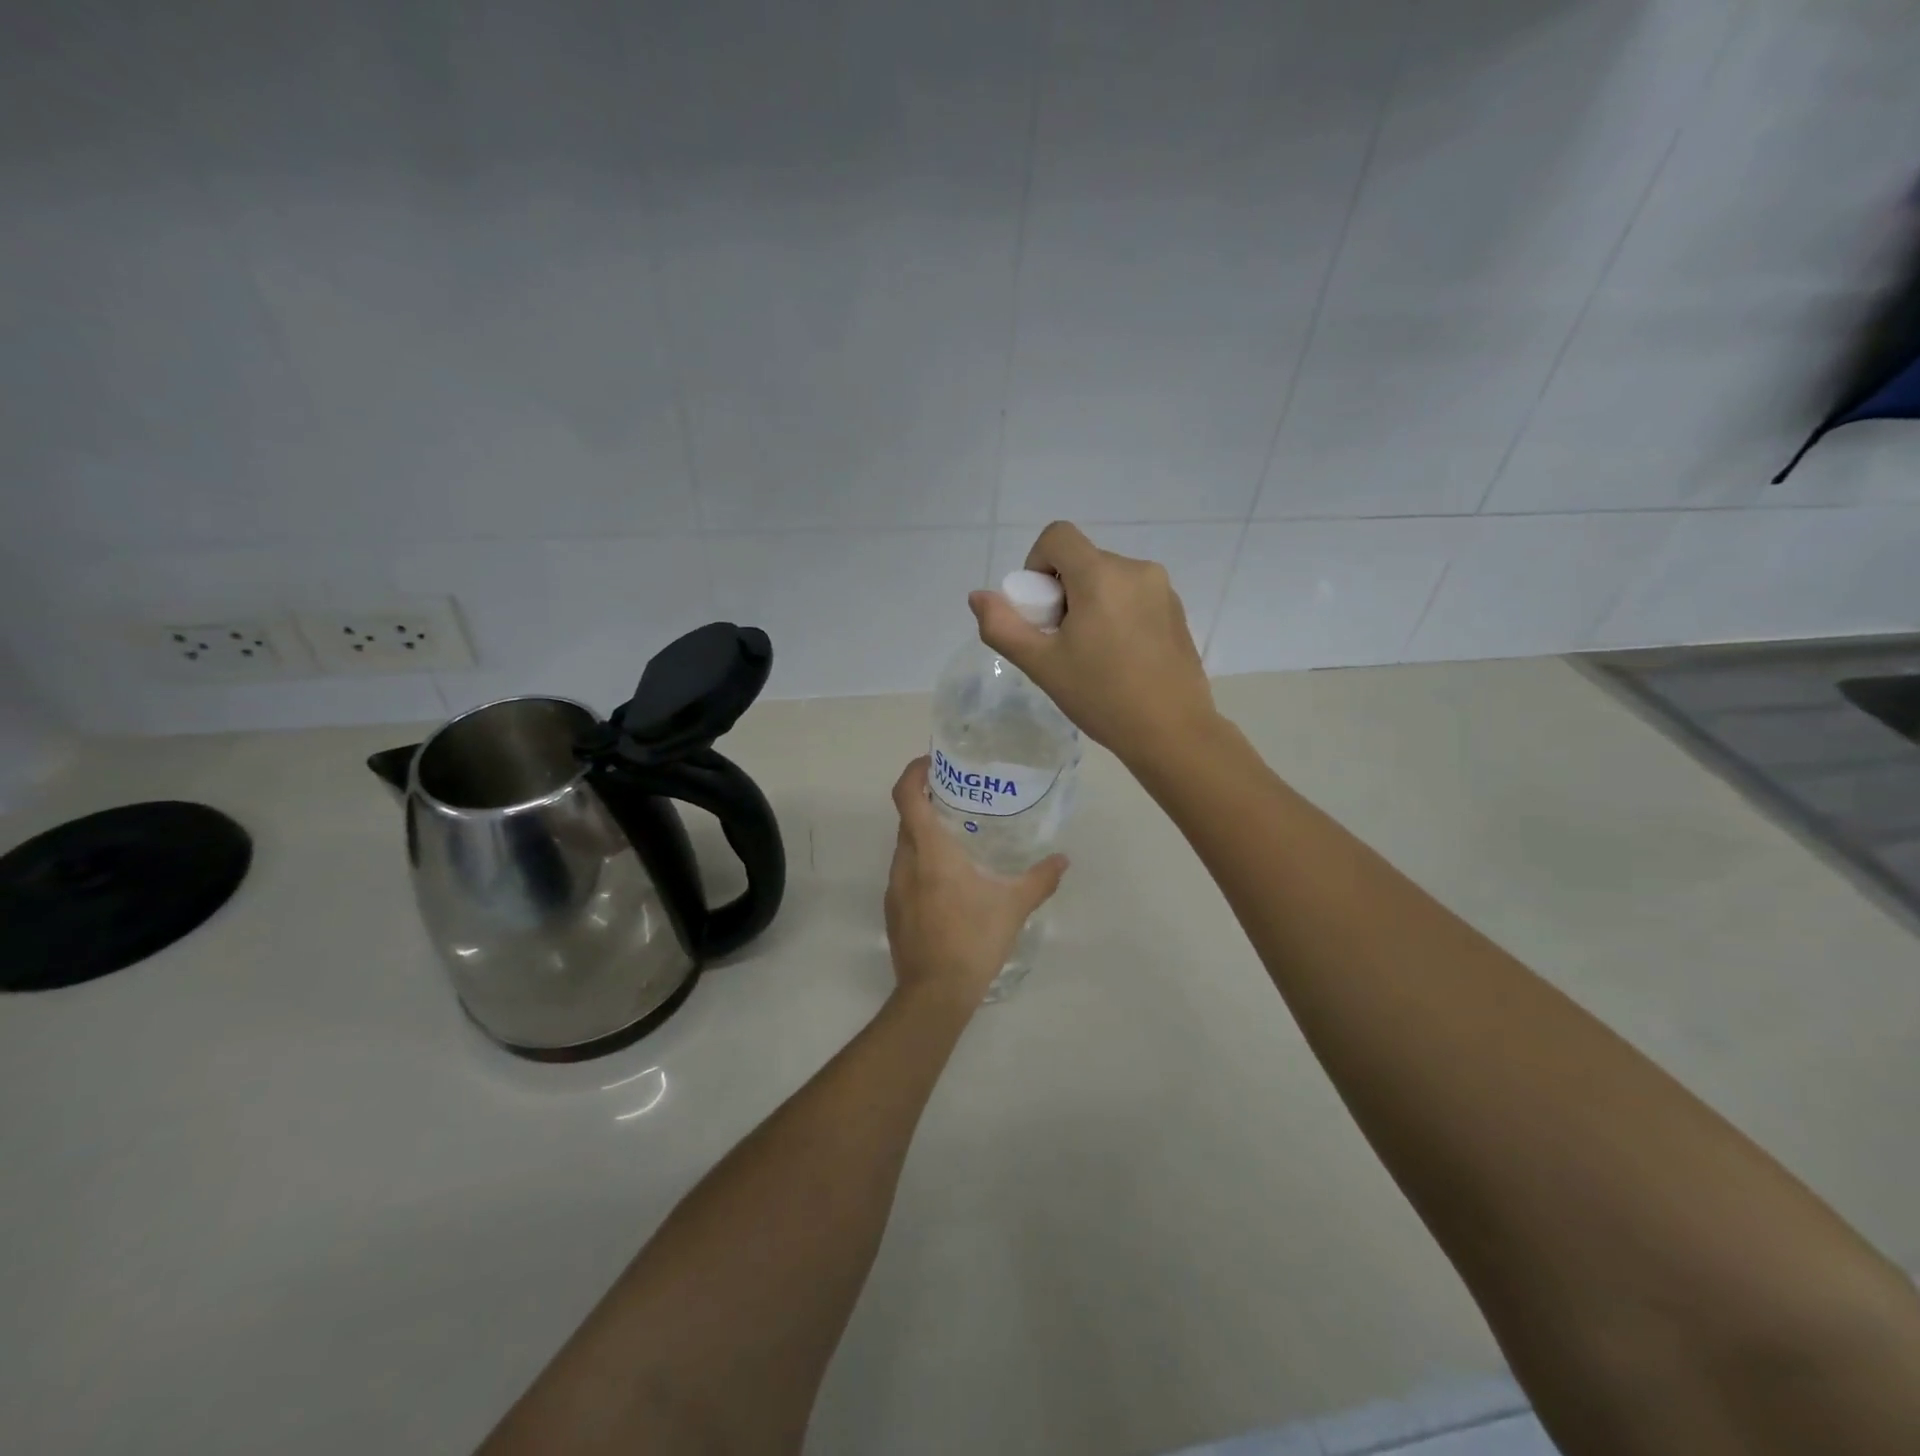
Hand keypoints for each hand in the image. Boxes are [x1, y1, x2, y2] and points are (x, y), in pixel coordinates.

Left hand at [884, 758, 1067, 1007]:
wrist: (935, 994)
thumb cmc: (973, 940)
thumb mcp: (1013, 906)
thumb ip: (1039, 879)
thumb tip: (1063, 860)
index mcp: (930, 851)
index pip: (907, 796)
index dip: (914, 773)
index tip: (932, 763)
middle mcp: (905, 863)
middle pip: (907, 820)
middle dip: (927, 804)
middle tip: (958, 800)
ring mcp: (894, 888)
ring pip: (905, 848)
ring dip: (924, 837)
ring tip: (957, 840)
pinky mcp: (893, 910)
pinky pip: (904, 873)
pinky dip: (921, 865)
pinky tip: (948, 883)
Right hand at [969, 521, 1216, 768]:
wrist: (1172, 732)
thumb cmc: (1101, 696)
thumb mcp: (1041, 665)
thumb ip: (1002, 626)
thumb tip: (979, 597)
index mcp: (1101, 575)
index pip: (1057, 536)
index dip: (1037, 563)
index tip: (1040, 608)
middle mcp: (1137, 569)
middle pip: (1083, 561)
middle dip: (1063, 592)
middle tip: (1063, 642)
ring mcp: (1162, 590)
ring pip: (1109, 579)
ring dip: (1090, 603)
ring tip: (1093, 654)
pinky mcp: (1177, 611)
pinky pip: (1134, 596)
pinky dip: (1117, 614)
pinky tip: (1120, 659)